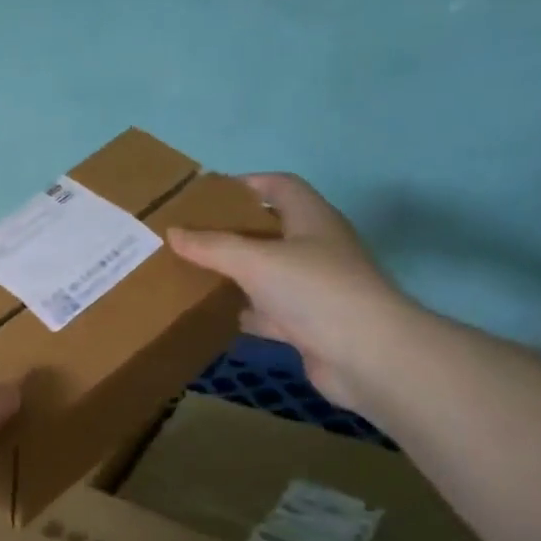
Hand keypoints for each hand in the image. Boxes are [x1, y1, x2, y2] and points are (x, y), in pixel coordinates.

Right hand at [169, 173, 418, 414]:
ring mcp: (315, 289)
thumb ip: (212, 246)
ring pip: (268, 273)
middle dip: (233, 231)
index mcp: (312, 220)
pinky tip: (218, 316)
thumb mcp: (254, 261)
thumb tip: (173, 232)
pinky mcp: (310, 325)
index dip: (247, 184)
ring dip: (237, 274)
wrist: (368, 356)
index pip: (280, 186)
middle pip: (271, 230)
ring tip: (195, 272)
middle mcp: (316, 249)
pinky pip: (270, 312)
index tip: (208, 195)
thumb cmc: (315, 291)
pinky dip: (247, 313)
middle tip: (192, 235)